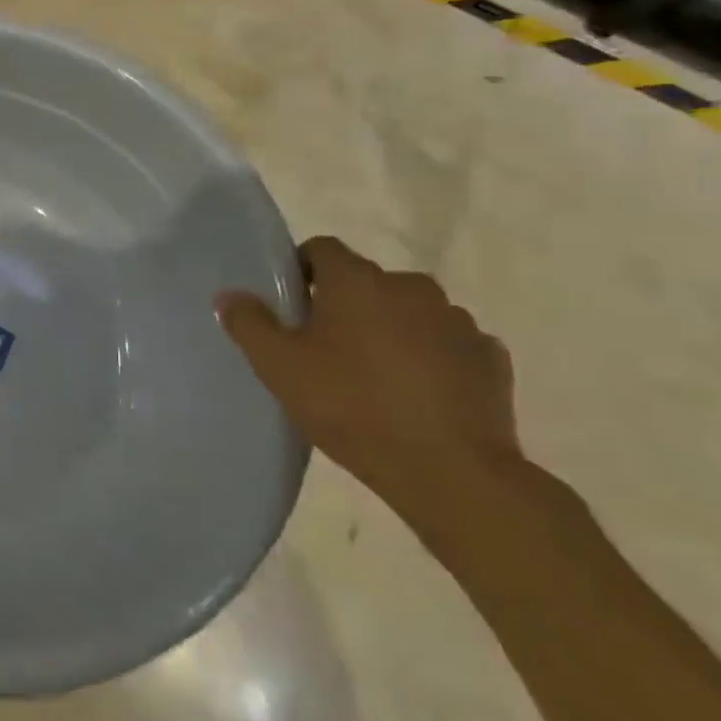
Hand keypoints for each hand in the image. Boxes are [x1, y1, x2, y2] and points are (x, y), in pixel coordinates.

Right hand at [216, 236, 516, 520]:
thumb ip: (250, 324)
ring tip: (374, 376)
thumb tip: (230, 295)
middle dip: (346, 305)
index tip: (291, 305)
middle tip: (325, 348)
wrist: (450, 471)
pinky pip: (448, 345)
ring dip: (391, 330)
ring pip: (410, 312)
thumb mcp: (279, 367)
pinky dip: (431, 358)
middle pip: (367, 282)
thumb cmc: (351, 406)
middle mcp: (410, 287)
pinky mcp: (490, 359)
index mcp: (356, 281)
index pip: (322, 249)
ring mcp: (457, 321)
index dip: (302, 270)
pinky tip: (417, 395)